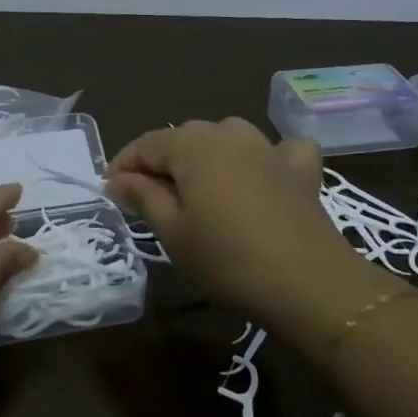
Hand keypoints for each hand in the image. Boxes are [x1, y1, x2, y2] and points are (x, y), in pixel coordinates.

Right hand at [107, 118, 366, 332]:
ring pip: (227, 137)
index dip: (124, 165)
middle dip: (162, 162)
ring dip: (207, 156)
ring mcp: (269, 148)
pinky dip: (266, 158)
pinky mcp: (301, 170)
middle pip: (185, 138)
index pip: (147, 143)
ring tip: (199, 189)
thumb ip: (142, 196)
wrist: (307, 283)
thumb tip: (117, 179)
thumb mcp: (173, 232)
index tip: (110, 191)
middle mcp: (230, 134)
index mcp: (193, 145)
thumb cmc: (226, 259)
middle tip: (148, 199)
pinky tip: (264, 175)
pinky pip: (278, 150)